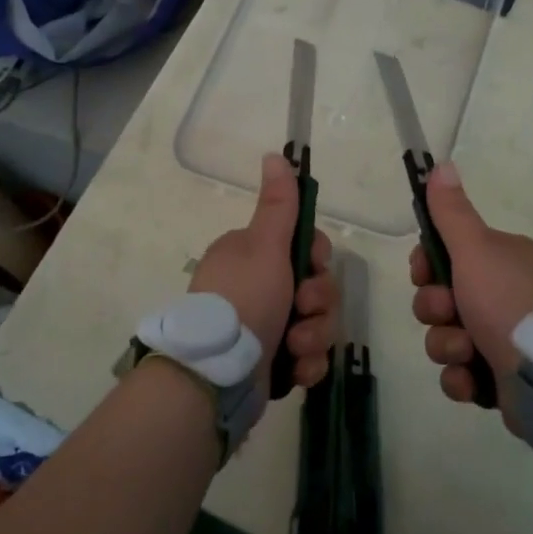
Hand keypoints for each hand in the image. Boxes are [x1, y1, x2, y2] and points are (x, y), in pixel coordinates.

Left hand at [189, 152, 337, 392]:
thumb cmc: (243, 301)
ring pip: (316, 323)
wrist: (213, 379)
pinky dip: (306, 364)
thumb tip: (275, 154)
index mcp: (252, 255)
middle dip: (318, 304)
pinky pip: (307, 356)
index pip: (304, 247)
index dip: (317, 259)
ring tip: (295, 348)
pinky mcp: (270, 363)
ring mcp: (263, 327)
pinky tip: (296, 372)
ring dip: (315, 337)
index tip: (312, 267)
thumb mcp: (264, 246)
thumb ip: (278, 205)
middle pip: (316, 287)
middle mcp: (257, 287)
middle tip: (302, 312)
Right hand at [410, 163, 532, 408]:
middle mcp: (504, 294)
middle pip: (441, 298)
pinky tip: (473, 381)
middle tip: (449, 313)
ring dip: (448, 346)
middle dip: (435, 310)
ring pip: (447, 338)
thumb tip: (441, 164)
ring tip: (467, 353)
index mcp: (502, 260)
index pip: (446, 254)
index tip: (423, 272)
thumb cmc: (509, 301)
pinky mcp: (503, 380)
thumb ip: (452, 212)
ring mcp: (504, 339)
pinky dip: (463, 379)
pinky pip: (462, 375)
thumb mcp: (476, 248)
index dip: (426, 265)